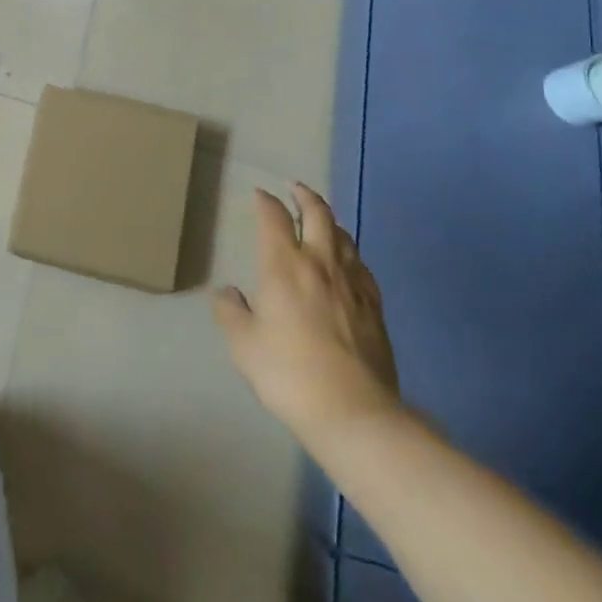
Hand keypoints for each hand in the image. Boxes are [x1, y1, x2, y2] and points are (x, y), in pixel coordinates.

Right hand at [214, 183, 402, 446]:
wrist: (354, 412)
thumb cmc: (289, 373)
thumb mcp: (244, 345)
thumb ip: (231, 312)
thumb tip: (227, 292)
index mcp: (284, 265)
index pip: (274, 218)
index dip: (266, 201)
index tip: (260, 194)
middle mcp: (320, 264)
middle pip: (318, 214)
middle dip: (305, 196)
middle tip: (296, 188)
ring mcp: (352, 284)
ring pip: (344, 237)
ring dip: (330, 221)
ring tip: (322, 219)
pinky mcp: (374, 308)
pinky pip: (362, 267)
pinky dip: (350, 254)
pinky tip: (348, 263)